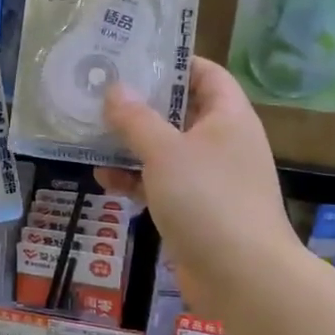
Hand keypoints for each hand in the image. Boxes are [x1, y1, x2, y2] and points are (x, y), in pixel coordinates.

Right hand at [95, 57, 299, 314]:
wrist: (242, 276)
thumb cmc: (207, 199)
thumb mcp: (164, 152)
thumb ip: (136, 119)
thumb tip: (115, 89)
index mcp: (228, 117)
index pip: (206, 74)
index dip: (174, 62)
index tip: (134, 58)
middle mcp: (223, 142)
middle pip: (180, 112)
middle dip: (141, 106)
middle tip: (100, 94)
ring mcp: (211, 179)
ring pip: (167, 150)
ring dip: (132, 146)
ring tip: (92, 136)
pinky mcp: (197, 210)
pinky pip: (163, 184)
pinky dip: (137, 181)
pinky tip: (105, 180)